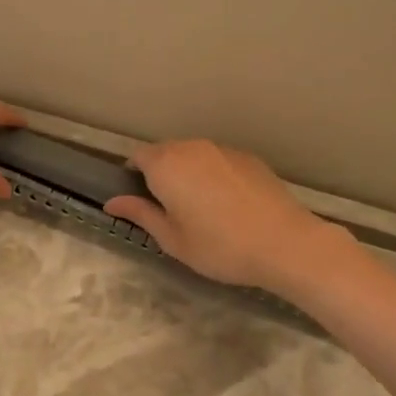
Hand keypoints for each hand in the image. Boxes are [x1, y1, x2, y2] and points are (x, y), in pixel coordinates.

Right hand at [104, 139, 346, 293]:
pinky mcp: (249, 158)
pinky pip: (218, 161)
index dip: (133, 174)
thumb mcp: (172, 239)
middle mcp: (192, 148)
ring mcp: (224, 150)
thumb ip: (141, 214)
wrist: (284, 243)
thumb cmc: (219, 247)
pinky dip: (213, 175)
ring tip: (198, 207)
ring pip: (194, 154)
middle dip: (160, 173)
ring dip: (188, 172)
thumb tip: (111, 202)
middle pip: (166, 151)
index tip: (139, 198)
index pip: (138, 156)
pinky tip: (226, 204)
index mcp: (167, 165)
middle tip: (167, 208)